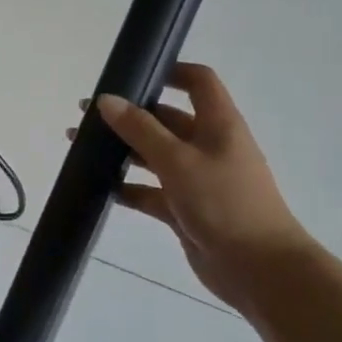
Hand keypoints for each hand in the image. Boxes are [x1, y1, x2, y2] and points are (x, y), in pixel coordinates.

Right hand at [93, 63, 319, 315]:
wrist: (259, 269)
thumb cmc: (224, 202)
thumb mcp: (178, 161)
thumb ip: (140, 130)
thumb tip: (107, 100)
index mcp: (218, 124)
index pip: (199, 82)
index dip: (170, 71)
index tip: (132, 74)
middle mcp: (208, 146)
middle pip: (166, 119)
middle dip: (129, 116)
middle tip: (87, 118)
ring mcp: (197, 180)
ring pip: (155, 156)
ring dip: (123, 152)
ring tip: (82, 150)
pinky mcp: (186, 210)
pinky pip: (152, 193)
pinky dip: (130, 189)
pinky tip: (101, 188)